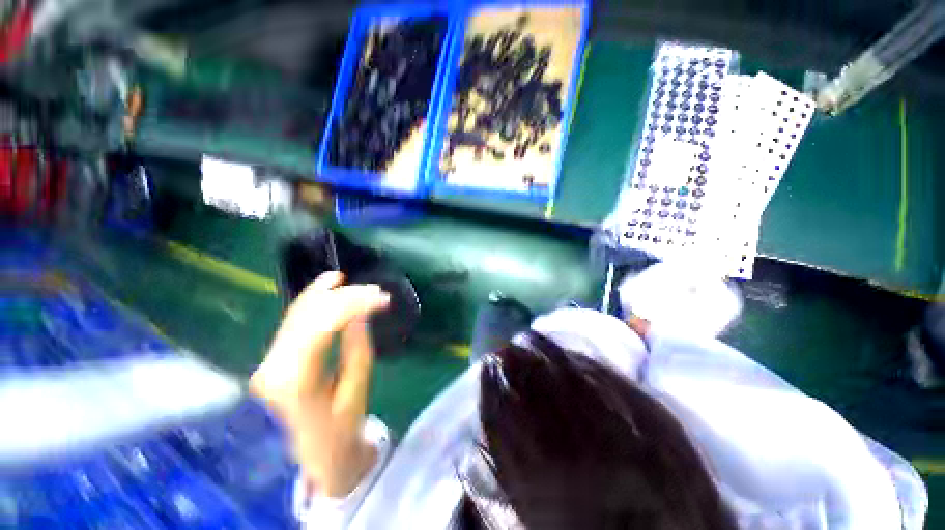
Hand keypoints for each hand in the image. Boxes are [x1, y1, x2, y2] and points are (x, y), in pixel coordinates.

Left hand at [250, 272, 389, 496]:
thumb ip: (358, 348)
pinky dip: (311, 300)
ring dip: (327, 294)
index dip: (355, 305)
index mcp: (296, 382)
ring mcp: (269, 360)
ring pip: (298, 314)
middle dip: (346, 297)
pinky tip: (325, 285)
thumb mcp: (356, 390)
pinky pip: (293, 321)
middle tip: (376, 291)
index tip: (382, 298)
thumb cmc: (340, 429)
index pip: (324, 327)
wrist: (313, 454)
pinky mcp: (273, 357)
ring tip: (351, 281)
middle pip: (310, 316)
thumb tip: (360, 313)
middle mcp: (274, 366)